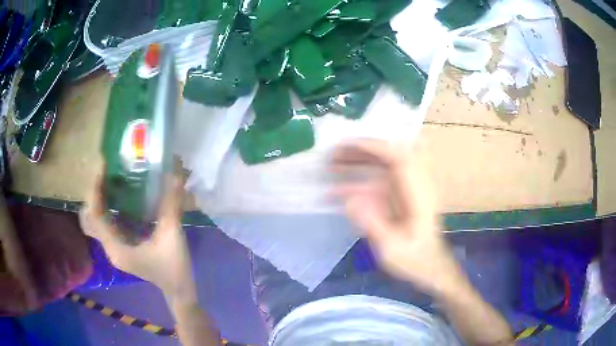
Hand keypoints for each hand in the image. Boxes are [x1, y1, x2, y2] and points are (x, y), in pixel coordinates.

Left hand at [79, 165, 195, 301]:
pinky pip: (106, 223)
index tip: (102, 167)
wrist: (178, 290)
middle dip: (93, 195)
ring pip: (95, 221)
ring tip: (109, 179)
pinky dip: (107, 208)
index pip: (95, 217)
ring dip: (98, 200)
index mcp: (116, 248)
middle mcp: (110, 247)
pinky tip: (119, 196)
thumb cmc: (173, 267)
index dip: (95, 191)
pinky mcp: (121, 245)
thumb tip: (173, 174)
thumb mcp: (172, 236)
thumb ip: (170, 205)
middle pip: (89, 219)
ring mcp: (114, 247)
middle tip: (104, 174)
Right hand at [332, 140, 463, 296]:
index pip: (399, 158)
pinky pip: (378, 181)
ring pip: (382, 166)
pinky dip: (359, 181)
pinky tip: (338, 190)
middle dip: (361, 151)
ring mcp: (407, 190)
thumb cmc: (415, 260)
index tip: (348, 145)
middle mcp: (414, 185)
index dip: (374, 147)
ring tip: (331, 165)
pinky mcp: (399, 197)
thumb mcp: (393, 250)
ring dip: (358, 162)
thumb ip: (374, 225)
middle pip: (389, 155)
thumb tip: (349, 200)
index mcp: (419, 194)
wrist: (430, 266)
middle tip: (333, 155)